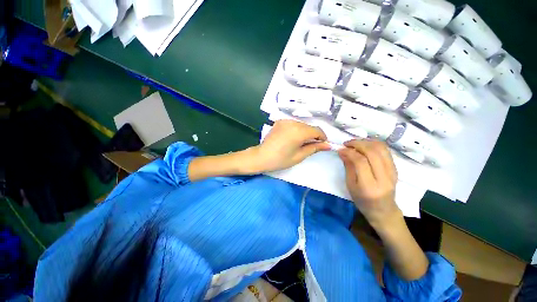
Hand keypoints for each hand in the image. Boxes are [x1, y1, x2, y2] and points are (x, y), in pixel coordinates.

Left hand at [248, 120, 330, 172]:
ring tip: (300, 143)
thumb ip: (314, 148)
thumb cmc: (280, 160)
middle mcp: (293, 122)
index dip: (322, 137)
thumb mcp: (299, 156)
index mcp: (299, 131)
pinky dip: (296, 129)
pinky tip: (291, 138)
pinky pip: (293, 124)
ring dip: (305, 132)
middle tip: (311, 146)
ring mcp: (285, 121)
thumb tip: (328, 145)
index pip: (317, 130)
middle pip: (309, 127)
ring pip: (301, 125)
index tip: (322, 145)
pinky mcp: (279, 122)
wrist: (261, 156)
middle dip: (313, 135)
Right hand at [338, 140, 401, 229]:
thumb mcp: (350, 186)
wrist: (383, 210)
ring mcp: (393, 172)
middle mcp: (384, 177)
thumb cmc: (363, 201)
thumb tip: (342, 151)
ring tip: (355, 143)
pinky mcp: (396, 168)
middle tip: (347, 143)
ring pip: (381, 149)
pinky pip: (386, 151)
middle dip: (358, 144)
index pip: (361, 162)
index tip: (341, 149)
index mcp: (369, 186)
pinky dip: (374, 144)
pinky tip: (365, 145)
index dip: (350, 152)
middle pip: (373, 152)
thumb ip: (348, 167)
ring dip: (367, 142)